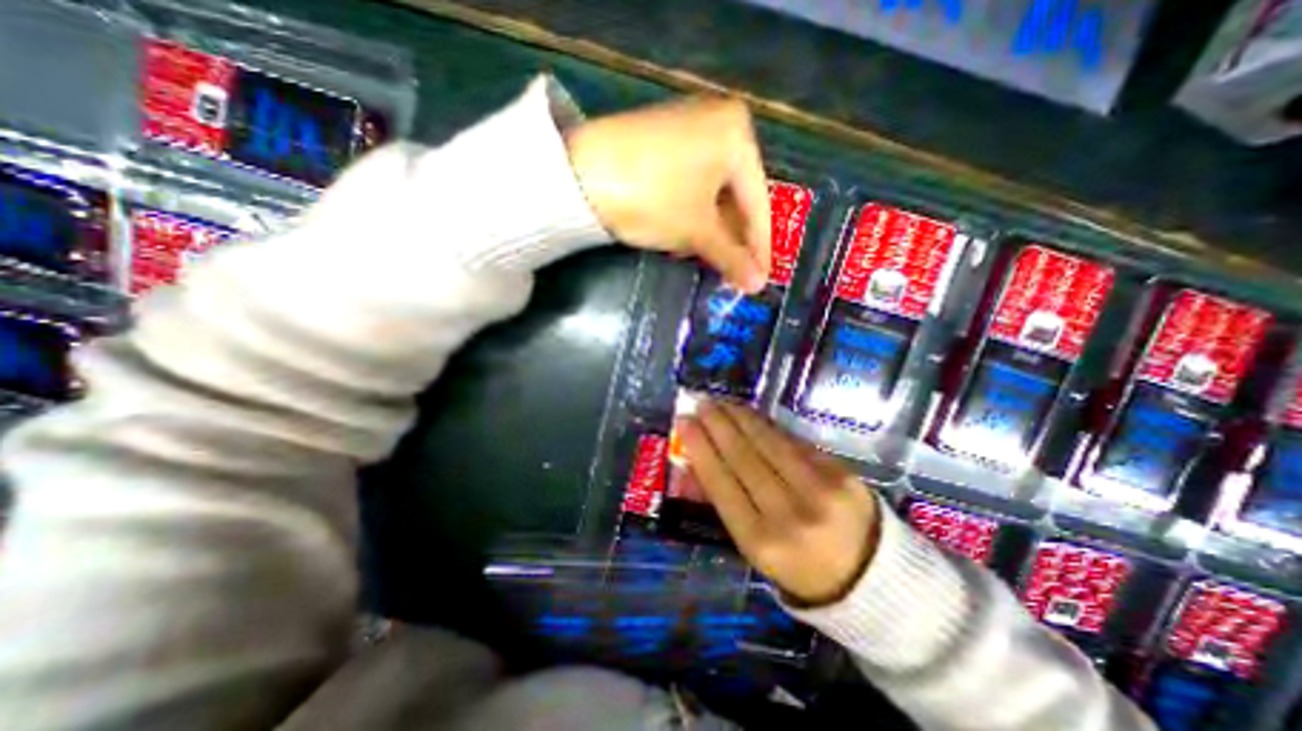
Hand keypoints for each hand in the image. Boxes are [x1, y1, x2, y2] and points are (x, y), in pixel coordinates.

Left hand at [567, 95, 765, 289]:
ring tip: (709, 261)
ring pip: (711, 192)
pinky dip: (692, 213)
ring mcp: (687, 128)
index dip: (760, 247)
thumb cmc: (653, 198)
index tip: (761, 278)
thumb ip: (731, 257)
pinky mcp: (662, 141)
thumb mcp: (697, 231)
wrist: (579, 176)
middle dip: (732, 239)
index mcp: (737, 134)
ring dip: (711, 231)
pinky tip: (685, 237)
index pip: (758, 202)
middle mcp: (717, 122)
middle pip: (735, 196)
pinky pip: (690, 183)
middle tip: (733, 274)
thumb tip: (757, 285)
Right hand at [676, 399, 877, 604]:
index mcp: (761, 541)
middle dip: (717, 424)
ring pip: (769, 442)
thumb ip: (723, 505)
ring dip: (741, 417)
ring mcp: (820, 490)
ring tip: (722, 403)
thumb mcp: (754, 548)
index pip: (721, 482)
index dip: (700, 447)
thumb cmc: (799, 569)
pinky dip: (768, 426)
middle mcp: (789, 514)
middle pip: (743, 456)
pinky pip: (794, 441)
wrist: (871, 579)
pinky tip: (752, 415)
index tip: (684, 422)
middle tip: (701, 403)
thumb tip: (693, 465)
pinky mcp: (842, 473)